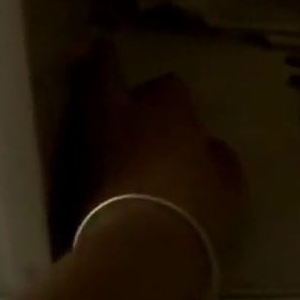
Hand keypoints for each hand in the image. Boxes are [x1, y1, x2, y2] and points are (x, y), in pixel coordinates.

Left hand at [73, 44, 244, 299]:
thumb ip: (217, 160)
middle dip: (104, 64)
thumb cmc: (196, 208)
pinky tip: (93, 147)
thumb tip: (208, 148)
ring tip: (91, 93)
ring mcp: (93, 147)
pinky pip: (80, 147)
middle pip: (105, 77)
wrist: (140, 249)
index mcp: (167, 112)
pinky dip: (86, 141)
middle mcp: (125, 118)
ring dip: (89, 100)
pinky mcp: (73, 180)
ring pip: (85, 108)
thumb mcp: (227, 185)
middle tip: (101, 50)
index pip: (169, 87)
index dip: (173, 94)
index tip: (179, 105)